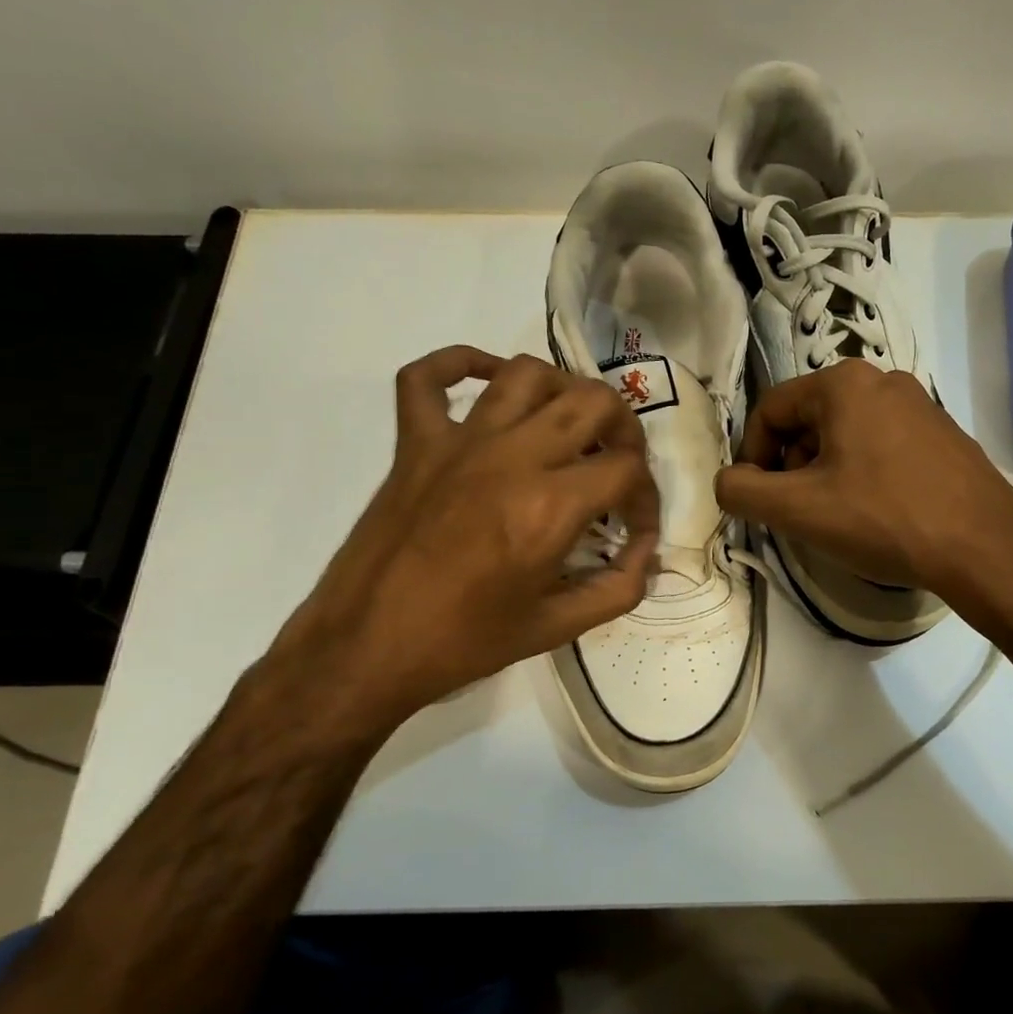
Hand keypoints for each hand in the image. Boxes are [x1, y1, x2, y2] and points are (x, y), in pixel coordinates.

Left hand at [267, 347, 657, 734]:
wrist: (365, 649)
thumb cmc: (464, 642)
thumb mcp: (557, 627)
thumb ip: (618, 588)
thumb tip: (647, 555)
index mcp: (550, 506)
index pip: (627, 470)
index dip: (647, 498)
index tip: (636, 529)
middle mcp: (512, 457)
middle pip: (592, 401)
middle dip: (623, 429)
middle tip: (617, 465)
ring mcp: (458, 442)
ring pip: (525, 374)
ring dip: (561, 391)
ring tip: (568, 427)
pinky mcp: (414, 443)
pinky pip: (428, 377)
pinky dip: (460, 365)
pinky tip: (488, 383)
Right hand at [714, 361, 1012, 617]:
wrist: (985, 547)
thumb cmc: (883, 518)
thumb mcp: (798, 510)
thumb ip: (743, 491)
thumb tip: (729, 481)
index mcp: (843, 382)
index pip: (770, 410)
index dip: (752, 457)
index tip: (760, 501)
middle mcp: (884, 380)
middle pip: (809, 421)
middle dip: (793, 468)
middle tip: (802, 514)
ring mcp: (921, 406)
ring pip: (847, 436)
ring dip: (827, 475)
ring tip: (841, 519)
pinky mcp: (945, 436)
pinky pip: (883, 448)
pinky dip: (864, 477)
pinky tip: (879, 515)